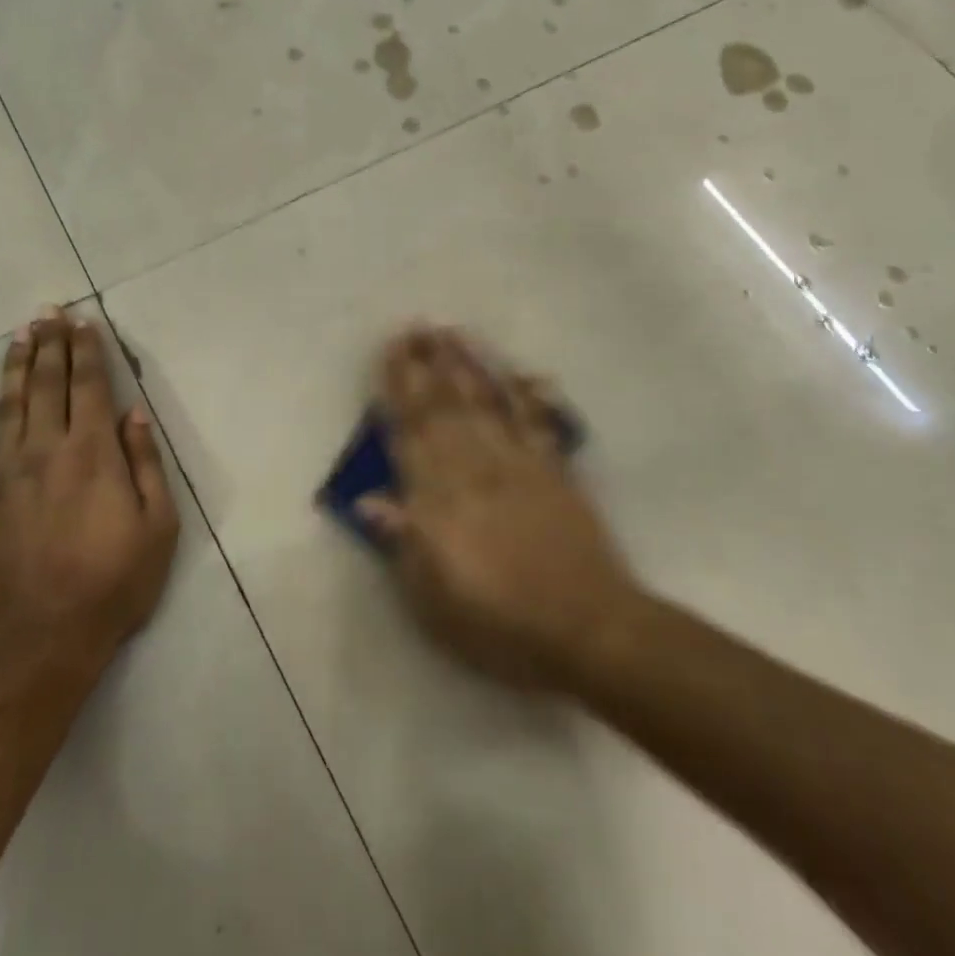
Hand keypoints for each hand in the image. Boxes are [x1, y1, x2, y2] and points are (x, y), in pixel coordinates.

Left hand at [0, 308, 178, 684]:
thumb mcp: (158, 527)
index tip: (83, 321)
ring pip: (7, 406)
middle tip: (48, 311)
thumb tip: (134, 413)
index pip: (90, 386)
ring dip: (13, 366)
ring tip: (19, 334)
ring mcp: (3, 474)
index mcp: (93, 453)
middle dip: (50, 343)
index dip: (87, 350)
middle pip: (47, 384)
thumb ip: (145, 464)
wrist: (38, 644)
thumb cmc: (111, 585)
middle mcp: (46, 450)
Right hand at [357, 326, 638, 692]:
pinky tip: (522, 372)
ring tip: (452, 333)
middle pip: (445, 406)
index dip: (398, 388)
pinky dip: (530, 395)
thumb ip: (402, 541)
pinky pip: (539, 424)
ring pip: (486, 403)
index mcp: (440, 499)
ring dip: (467, 366)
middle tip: (416, 325)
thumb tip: (367, 498)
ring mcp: (519, 465)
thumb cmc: (499, 624)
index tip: (390, 351)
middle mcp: (475, 468)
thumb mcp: (433, 599)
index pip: (411, 431)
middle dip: (427, 363)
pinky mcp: (555, 472)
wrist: (588, 630)